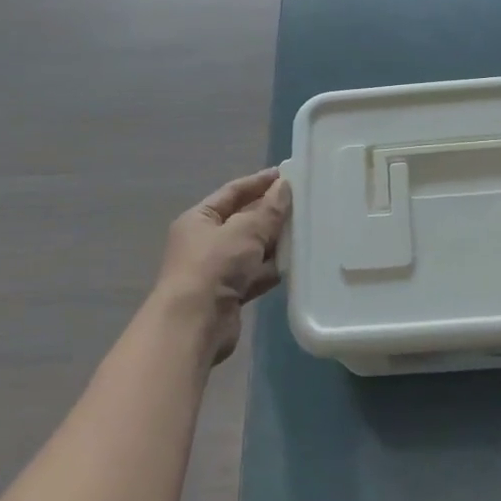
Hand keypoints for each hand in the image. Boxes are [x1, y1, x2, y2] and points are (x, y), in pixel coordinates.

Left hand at [154, 168, 291, 361]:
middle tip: (303, 202)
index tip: (285, 175)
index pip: (232, 192)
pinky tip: (295, 262)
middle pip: (243, 220)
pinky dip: (272, 268)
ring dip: (274, 242)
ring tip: (306, 229)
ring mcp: (217, 269)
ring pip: (252, 248)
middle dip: (270, 213)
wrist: (194, 325)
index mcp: (199, 219)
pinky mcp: (229, 294)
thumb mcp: (245, 230)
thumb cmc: (214, 266)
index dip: (258, 182)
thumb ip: (268, 210)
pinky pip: (255, 273)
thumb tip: (284, 187)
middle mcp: (205, 241)